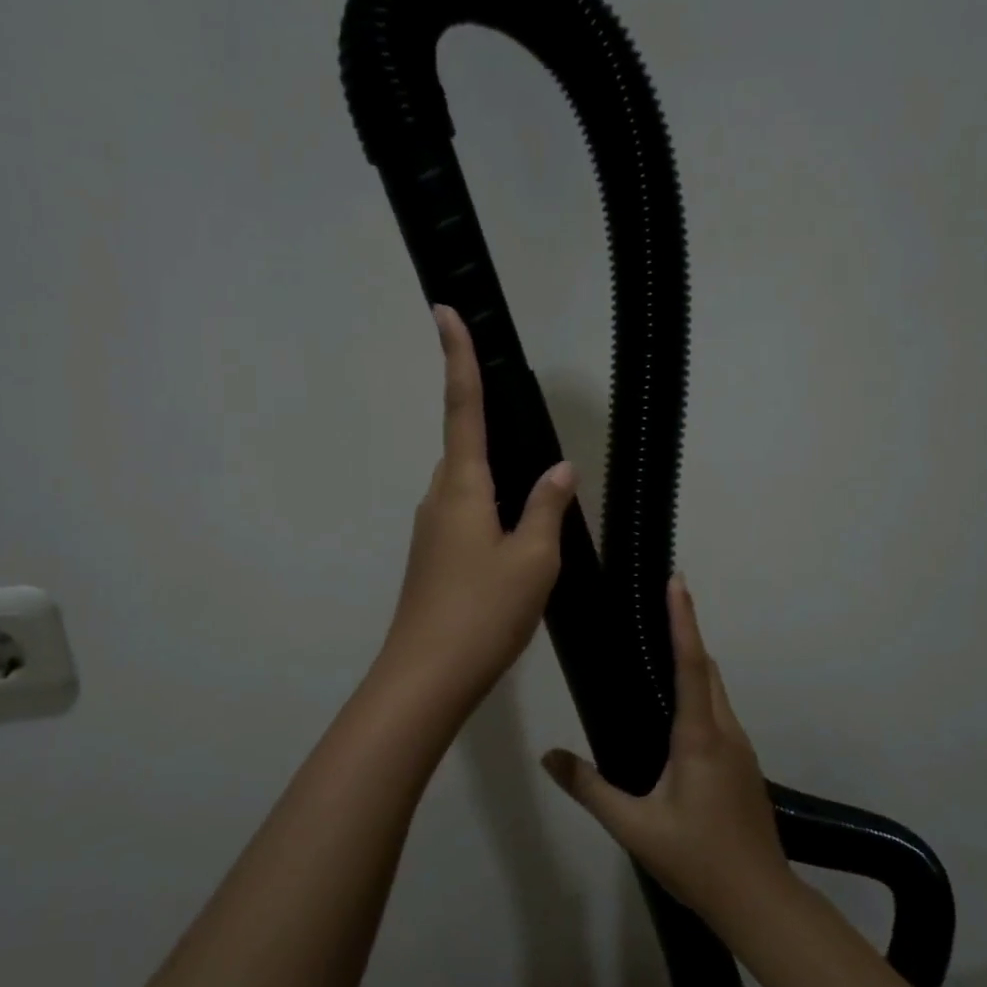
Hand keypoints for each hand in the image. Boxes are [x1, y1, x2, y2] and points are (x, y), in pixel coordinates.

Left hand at [375, 306, 577, 719]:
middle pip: (466, 446)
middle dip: (489, 425)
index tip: (444, 310)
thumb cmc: (483, 612)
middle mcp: (439, 498)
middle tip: (523, 421)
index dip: (458, 356)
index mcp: (462, 486)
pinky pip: (466, 515)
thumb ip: (547, 508)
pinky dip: (492, 511)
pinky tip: (518, 538)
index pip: (461, 406)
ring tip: (537, 495)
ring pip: (468, 486)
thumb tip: (560, 470)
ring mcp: (431, 530)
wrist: (426, 677)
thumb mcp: (533, 559)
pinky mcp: (433, 558)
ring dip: (497, 479)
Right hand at [541, 576, 796, 925]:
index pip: (691, 664)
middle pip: (708, 669)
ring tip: (661, 647)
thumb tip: (549, 757)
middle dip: (687, 632)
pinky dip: (700, 693)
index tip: (677, 582)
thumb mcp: (634, 828)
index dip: (683, 620)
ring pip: (717, 691)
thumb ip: (590, 789)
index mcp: (699, 737)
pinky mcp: (744, 766)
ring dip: (694, 663)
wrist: (761, 902)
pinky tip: (676, 712)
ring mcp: (740, 749)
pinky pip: (719, 713)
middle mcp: (725, 732)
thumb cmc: (697, 860)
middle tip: (662, 603)